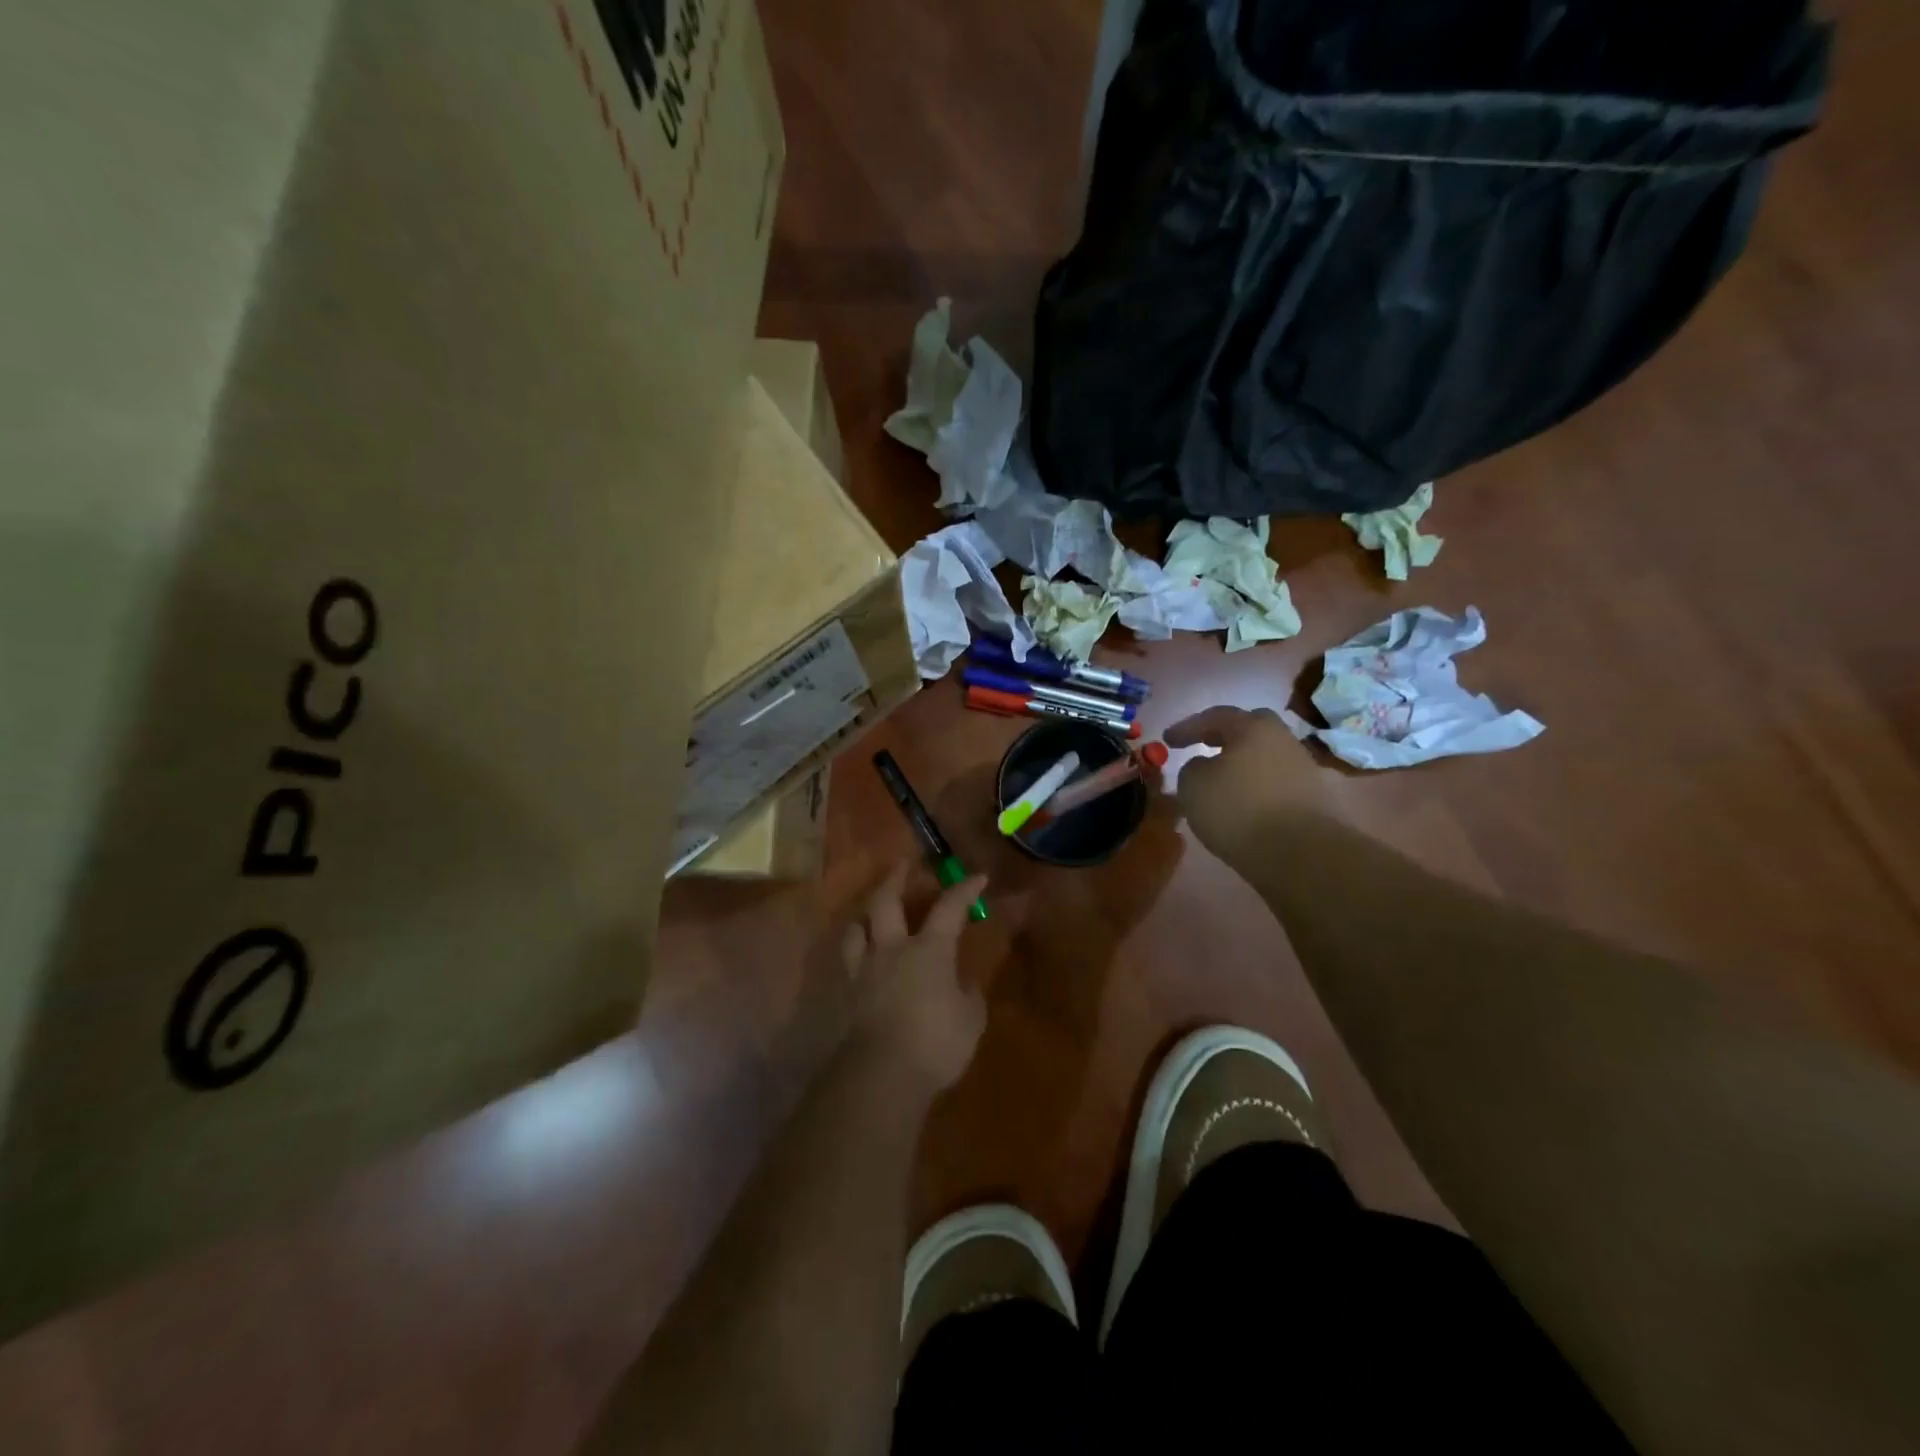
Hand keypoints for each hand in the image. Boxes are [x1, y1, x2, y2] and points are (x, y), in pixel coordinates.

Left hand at [839, 861, 989, 1093]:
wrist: (881, 1075)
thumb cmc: (935, 1043)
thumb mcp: (969, 1020)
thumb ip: (968, 994)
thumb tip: (965, 982)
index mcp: (929, 950)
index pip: (949, 909)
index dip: (965, 890)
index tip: (978, 877)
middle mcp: (892, 949)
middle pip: (886, 901)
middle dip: (895, 877)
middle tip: (901, 863)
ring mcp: (864, 969)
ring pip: (857, 926)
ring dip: (865, 912)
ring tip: (870, 910)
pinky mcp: (846, 993)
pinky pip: (847, 960)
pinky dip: (854, 948)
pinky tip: (858, 954)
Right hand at [1166, 706, 1325, 858]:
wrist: (1300, 854)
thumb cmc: (1238, 810)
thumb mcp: (1193, 785)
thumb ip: (1192, 767)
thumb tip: (1205, 766)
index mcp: (1255, 728)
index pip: (1216, 716)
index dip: (1188, 727)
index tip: (1166, 740)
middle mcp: (1284, 740)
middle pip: (1251, 729)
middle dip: (1225, 736)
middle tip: (1204, 746)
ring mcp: (1304, 769)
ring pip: (1266, 757)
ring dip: (1243, 765)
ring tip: (1222, 781)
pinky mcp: (1314, 799)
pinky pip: (1276, 783)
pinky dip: (1258, 788)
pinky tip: (1244, 804)